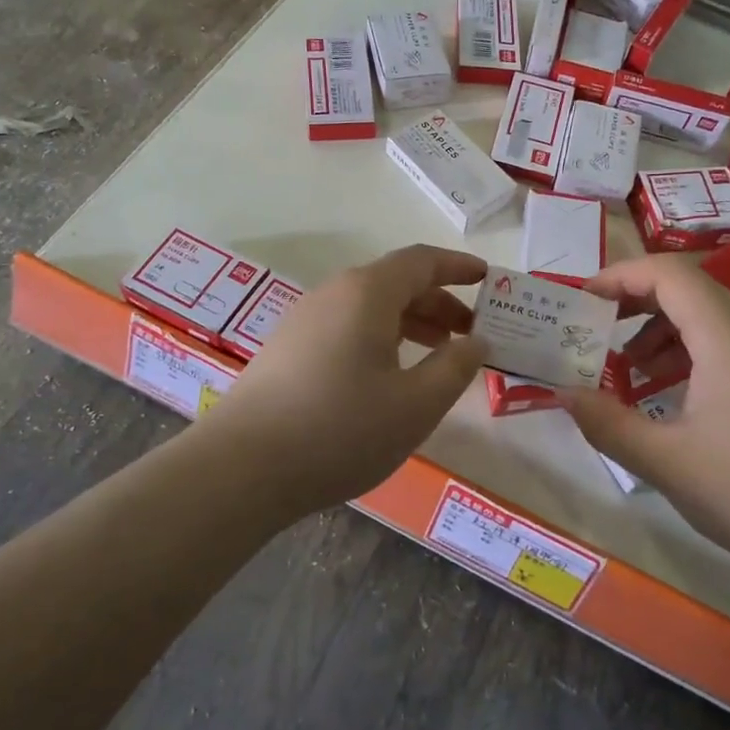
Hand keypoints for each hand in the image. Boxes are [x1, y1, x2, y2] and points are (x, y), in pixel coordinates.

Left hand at [206, 245, 488, 518]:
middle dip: (439, 302)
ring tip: (438, 355)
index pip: (421, 261)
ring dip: (410, 322)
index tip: (488, 278)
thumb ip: (455, 367)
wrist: (241, 468)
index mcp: (367, 293)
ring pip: (370, 307)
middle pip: (396, 282)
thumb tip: (477, 341)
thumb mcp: (416, 404)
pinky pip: (347, 327)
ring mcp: (305, 320)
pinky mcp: (288, 349)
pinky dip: (381, 338)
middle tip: (470, 333)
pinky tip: (388, 376)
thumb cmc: (341, 429)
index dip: (458, 266)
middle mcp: (334, 294)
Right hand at [559, 256, 729, 572]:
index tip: (583, 299)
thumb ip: (606, 422)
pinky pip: (729, 344)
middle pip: (690, 288)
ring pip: (710, 316)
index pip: (669, 275)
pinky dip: (690, 352)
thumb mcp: (664, 461)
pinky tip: (671, 393)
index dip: (621, 276)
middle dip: (637, 300)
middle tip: (596, 327)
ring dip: (662, 329)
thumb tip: (562, 393)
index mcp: (728, 338)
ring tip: (629, 368)